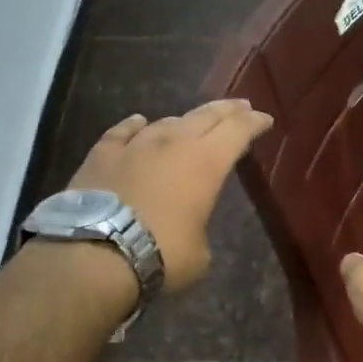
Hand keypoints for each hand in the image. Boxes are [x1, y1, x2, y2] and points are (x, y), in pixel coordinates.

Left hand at [67, 99, 273, 293]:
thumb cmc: (162, 254)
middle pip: (205, 116)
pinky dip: (135, 126)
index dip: (254, 124)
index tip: (265, 119)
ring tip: (192, 123)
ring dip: (183, 121)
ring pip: (166, 122)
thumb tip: (188, 227)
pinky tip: (138, 122)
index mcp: (206, 163)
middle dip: (226, 111)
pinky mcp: (101, 154)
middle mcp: (173, 144)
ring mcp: (135, 145)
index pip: (238, 131)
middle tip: (240, 107)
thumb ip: (199, 229)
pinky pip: (123, 132)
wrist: (98, 252)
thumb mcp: (200, 254)